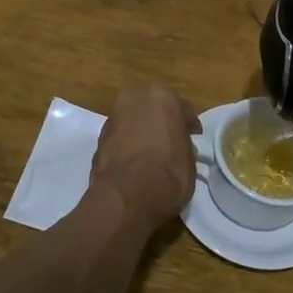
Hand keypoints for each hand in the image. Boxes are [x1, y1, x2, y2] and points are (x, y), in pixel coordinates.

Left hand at [90, 87, 200, 226]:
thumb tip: (178, 147)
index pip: (181, 108)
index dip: (188, 124)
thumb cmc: (168, 173)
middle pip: (152, 109)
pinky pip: (120, 138)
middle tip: (171, 141)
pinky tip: (135, 163)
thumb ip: (183, 145)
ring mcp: (112, 118)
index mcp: (161, 96)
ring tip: (152, 154)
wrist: (126, 196)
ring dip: (141, 133)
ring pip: (133, 122)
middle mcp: (133, 99)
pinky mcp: (98, 139)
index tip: (194, 136)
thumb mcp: (189, 160)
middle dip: (161, 122)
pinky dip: (127, 146)